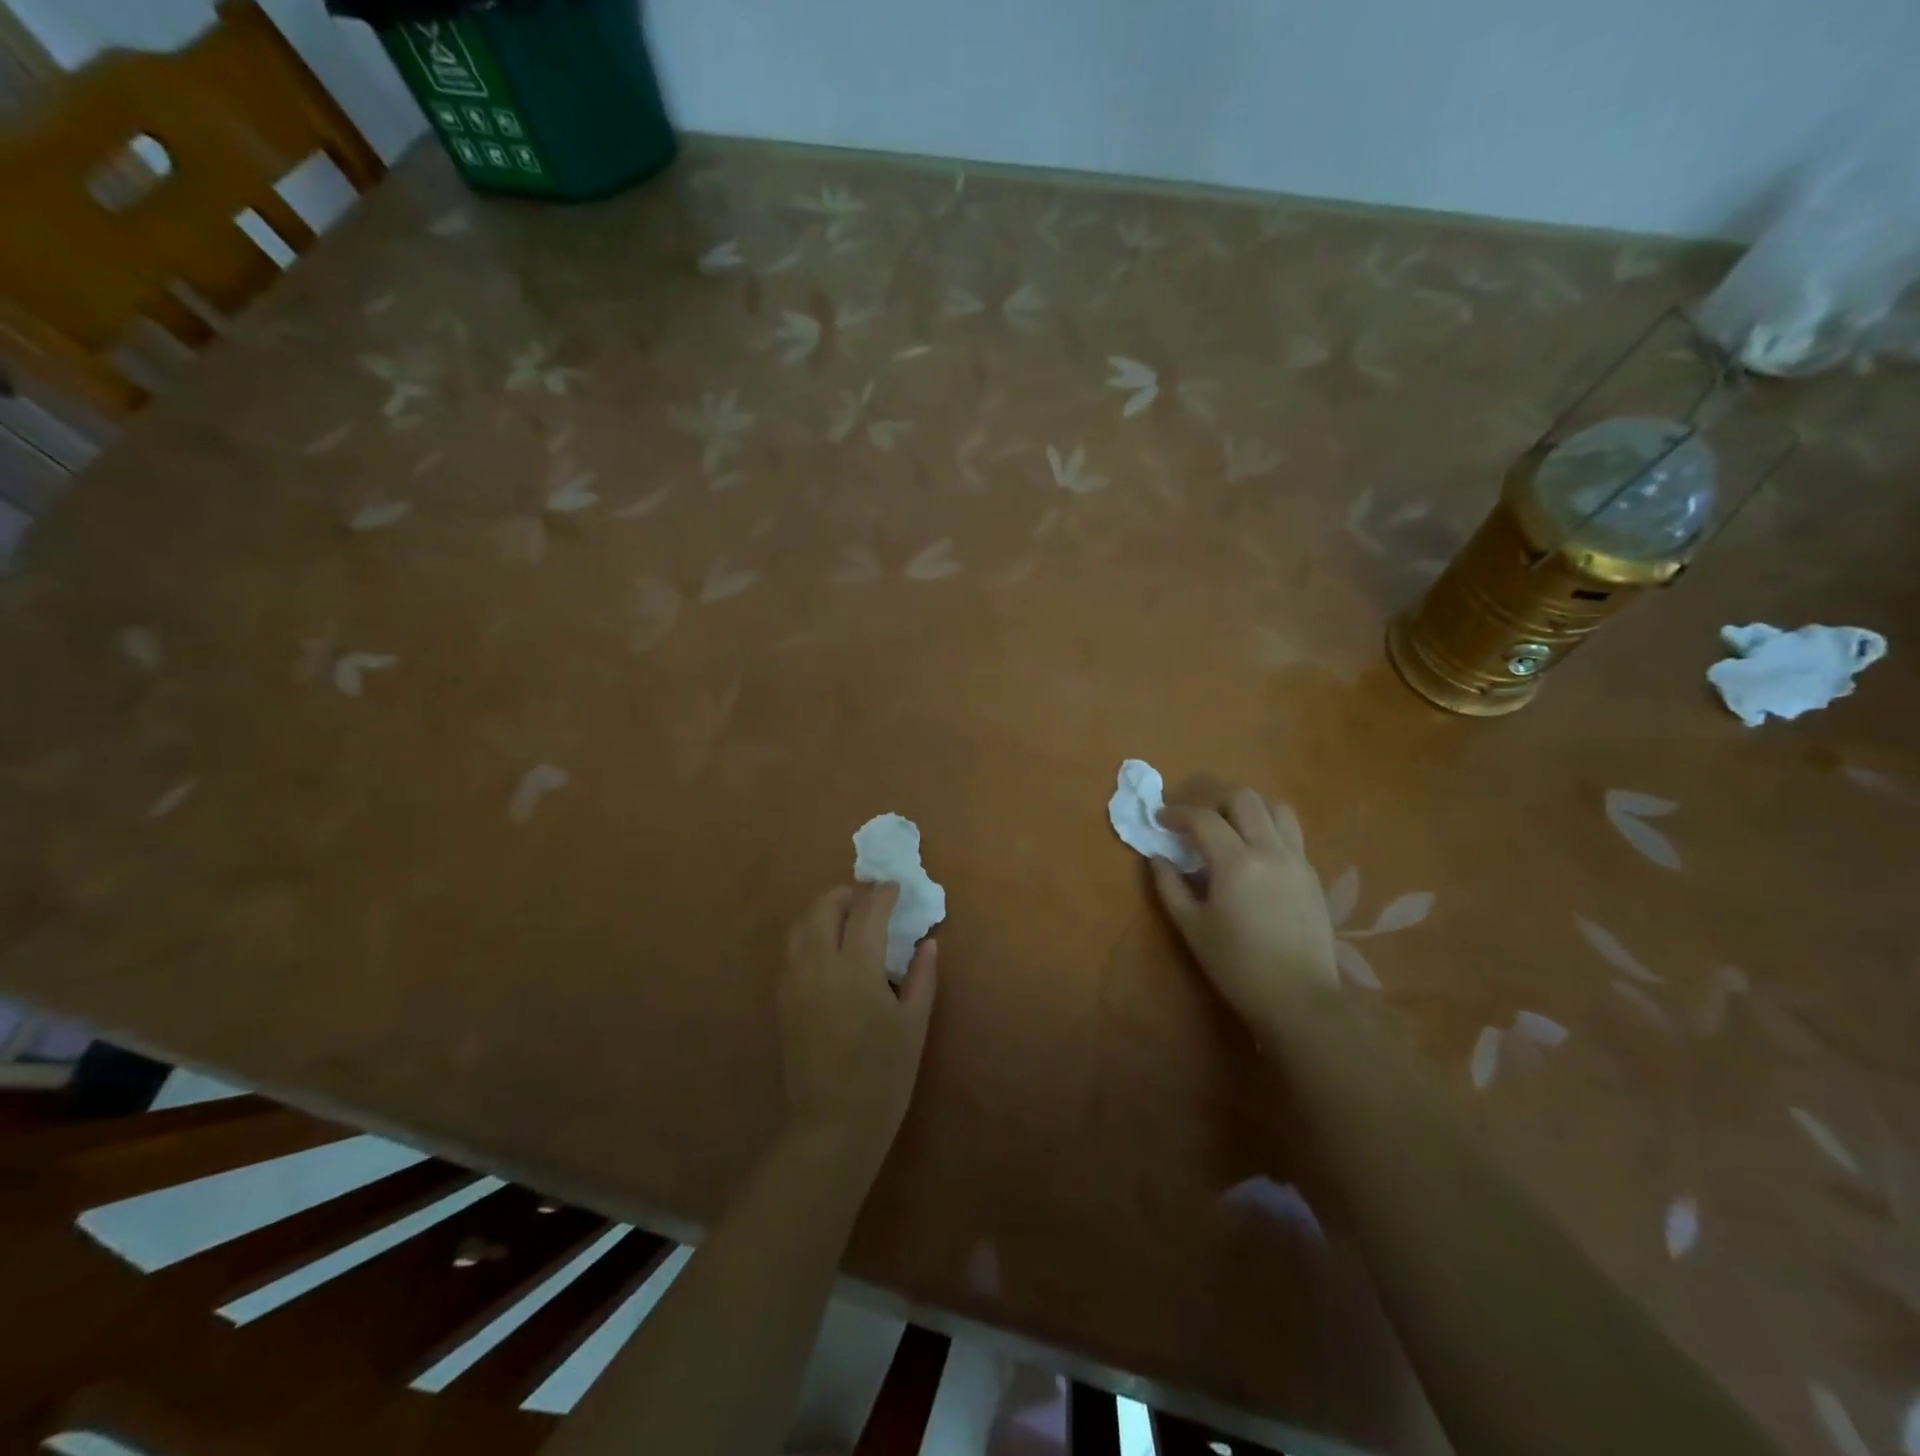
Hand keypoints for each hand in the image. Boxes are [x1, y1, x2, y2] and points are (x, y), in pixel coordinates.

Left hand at [780, 883, 937, 1171]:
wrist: (831, 1125)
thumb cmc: (883, 1075)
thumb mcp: (914, 1024)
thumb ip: (922, 977)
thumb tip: (927, 943)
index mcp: (856, 968)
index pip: (867, 912)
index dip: (882, 894)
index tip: (896, 887)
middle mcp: (818, 964)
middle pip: (823, 907)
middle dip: (847, 894)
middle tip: (870, 900)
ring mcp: (794, 981)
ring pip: (801, 926)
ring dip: (824, 912)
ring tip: (848, 921)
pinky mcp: (782, 1000)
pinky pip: (793, 951)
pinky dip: (811, 936)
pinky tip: (830, 953)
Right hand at [1152, 778, 1337, 1032]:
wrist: (1299, 997)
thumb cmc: (1237, 965)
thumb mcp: (1192, 927)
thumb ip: (1169, 886)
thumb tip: (1158, 857)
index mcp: (1236, 863)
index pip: (1203, 818)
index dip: (1177, 813)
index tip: (1161, 819)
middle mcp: (1270, 850)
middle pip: (1243, 799)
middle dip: (1213, 801)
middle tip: (1195, 820)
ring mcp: (1296, 859)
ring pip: (1274, 808)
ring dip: (1247, 809)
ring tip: (1229, 828)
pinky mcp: (1312, 873)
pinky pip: (1290, 833)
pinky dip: (1268, 828)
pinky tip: (1254, 852)